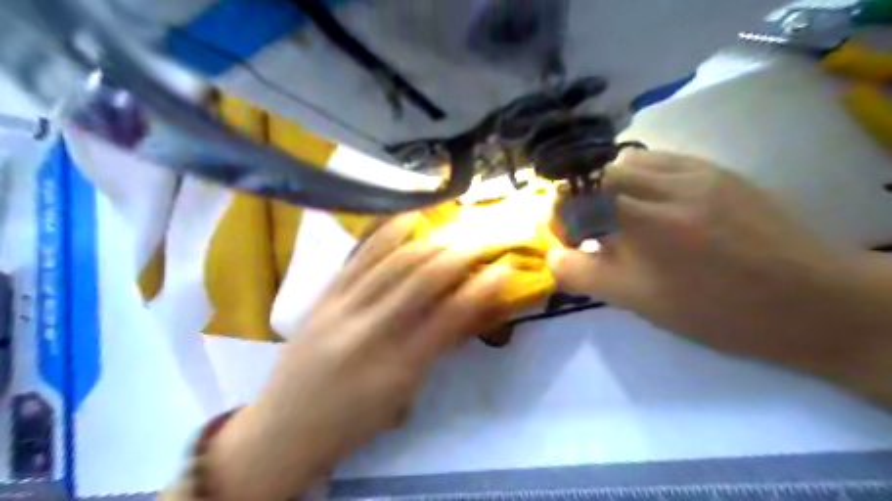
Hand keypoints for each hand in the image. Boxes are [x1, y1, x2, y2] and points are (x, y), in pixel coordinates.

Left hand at [203, 214, 507, 497]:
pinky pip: (356, 258)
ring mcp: (340, 310)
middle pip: (421, 282)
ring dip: (427, 241)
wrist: (282, 429)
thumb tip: (465, 314)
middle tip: (481, 238)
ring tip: (451, 225)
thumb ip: (434, 351)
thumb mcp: (403, 396)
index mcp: (397, 369)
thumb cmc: (353, 422)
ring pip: (391, 263)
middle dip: (457, 255)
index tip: (503, 269)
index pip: (449, 318)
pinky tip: (404, 217)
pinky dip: (384, 235)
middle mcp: (370, 333)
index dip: (480, 290)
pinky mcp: (321, 298)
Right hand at [548, 151, 891, 400]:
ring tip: (622, 213)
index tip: (568, 238)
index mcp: (645, 223)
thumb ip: (586, 275)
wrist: (806, 299)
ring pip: (627, 160)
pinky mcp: (715, 169)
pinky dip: (640, 175)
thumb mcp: (639, 302)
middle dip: (583, 199)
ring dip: (611, 184)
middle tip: (593, 228)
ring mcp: (694, 171)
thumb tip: (552, 257)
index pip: (577, 200)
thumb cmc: (715, 310)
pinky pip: (660, 158)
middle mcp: (665, 185)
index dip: (561, 216)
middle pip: (597, 173)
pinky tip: (652, 200)